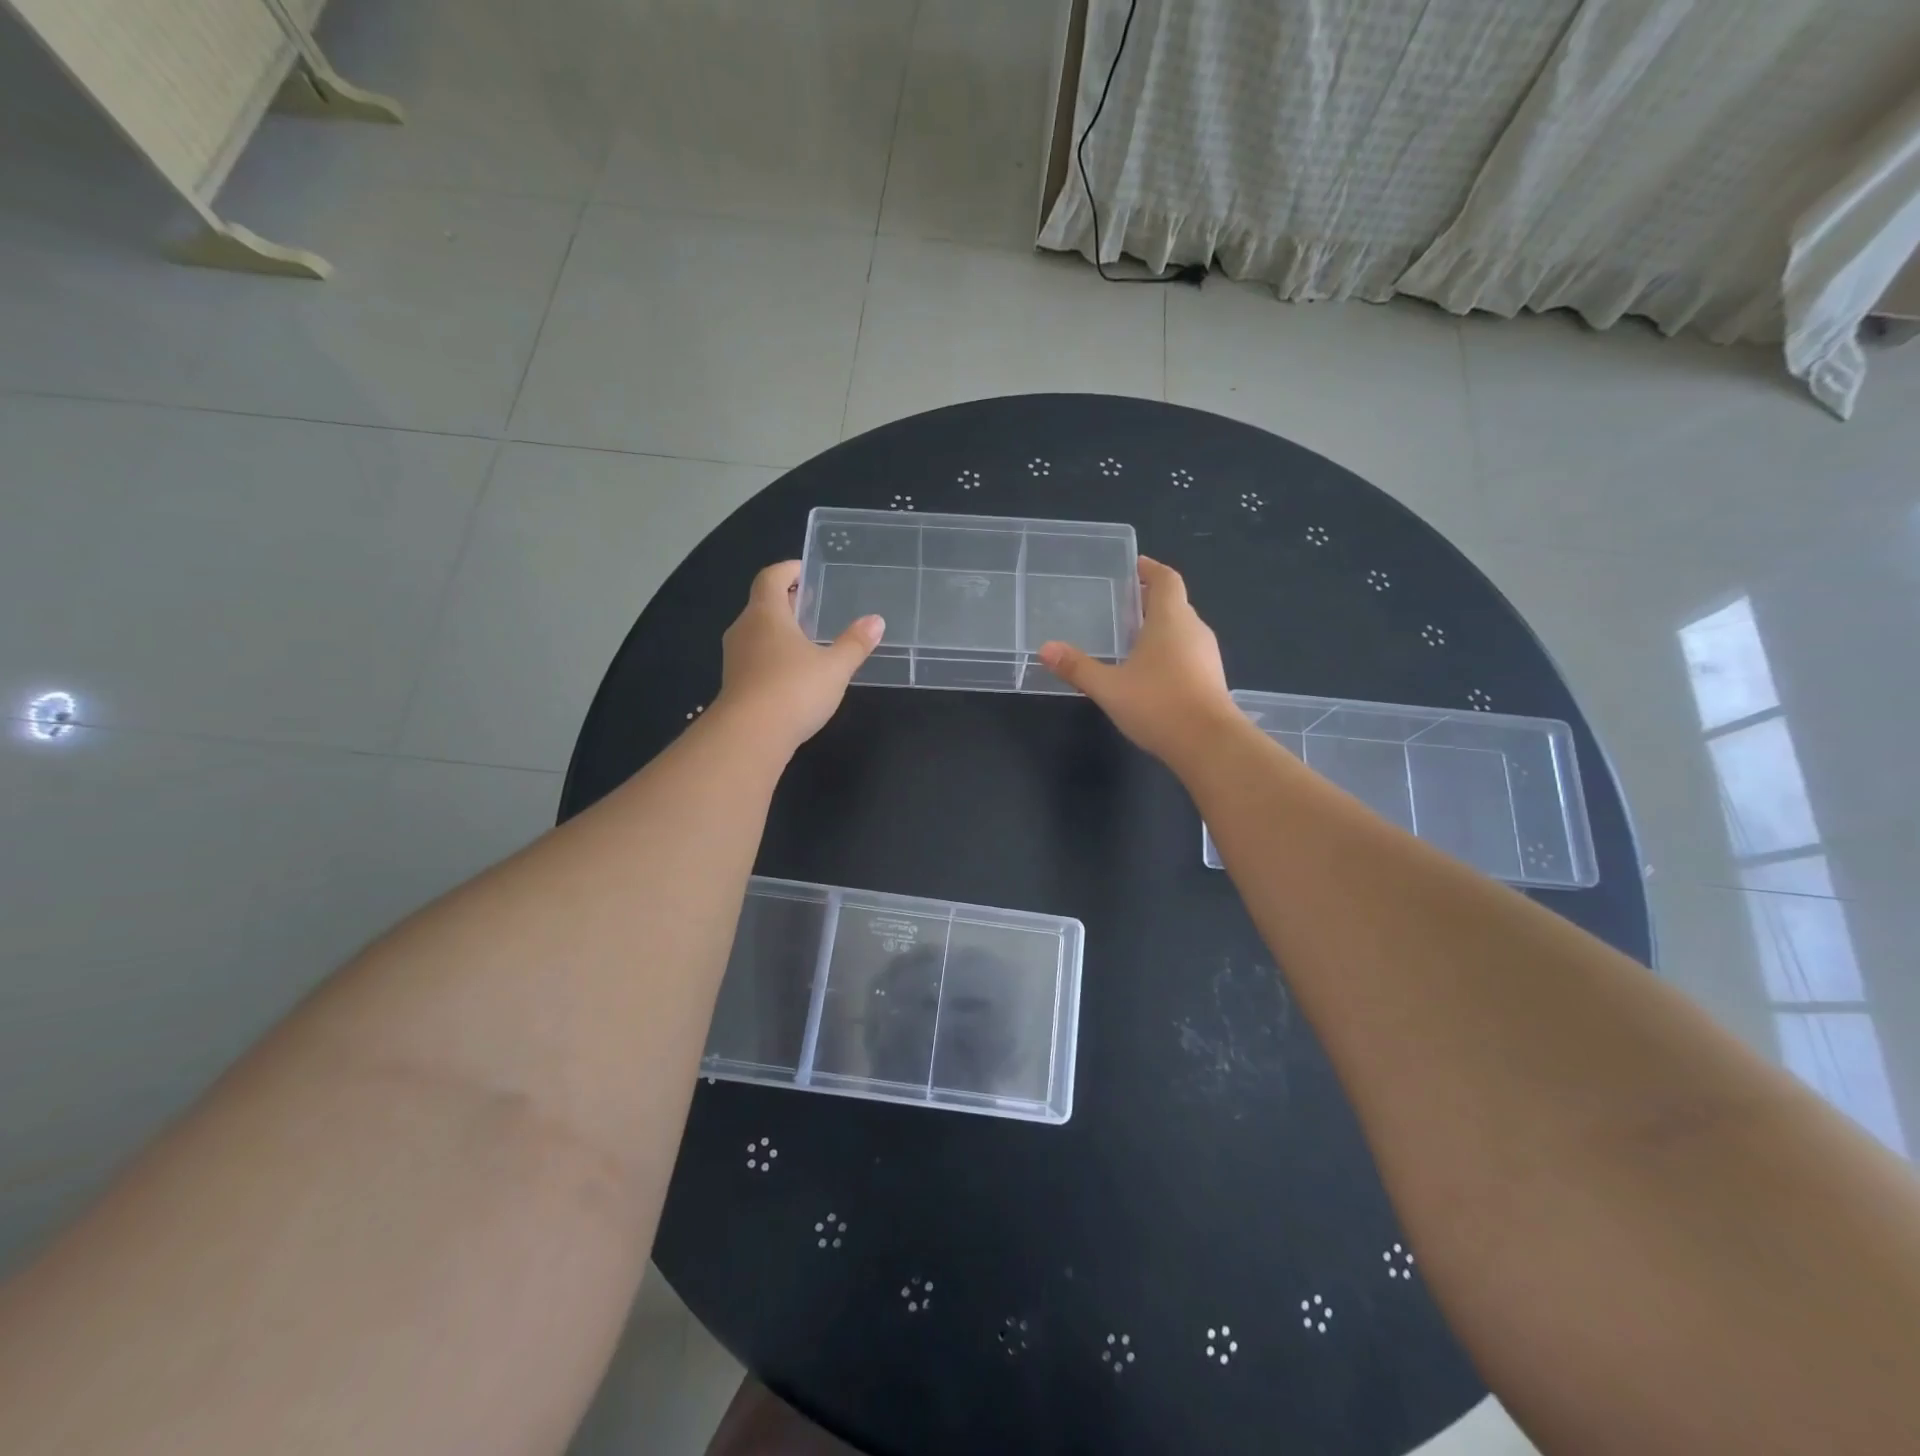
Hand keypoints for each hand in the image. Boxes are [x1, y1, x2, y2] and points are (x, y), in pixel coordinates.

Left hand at [711, 561, 882, 754]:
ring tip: (806, 637)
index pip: (771, 577)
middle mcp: (745, 629)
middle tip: (811, 603)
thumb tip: (876, 621)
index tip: (805, 570)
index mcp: (766, 614)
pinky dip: (772, 654)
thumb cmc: (794, 689)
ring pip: (757, 632)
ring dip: (778, 629)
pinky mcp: (734, 683)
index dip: (788, 570)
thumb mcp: (835, 667)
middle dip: (786, 600)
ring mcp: (735, 657)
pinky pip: (754, 657)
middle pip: (762, 603)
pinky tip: (793, 671)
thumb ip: (855, 643)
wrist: (749, 736)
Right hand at [1038, 557, 1236, 762]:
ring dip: (1160, 627)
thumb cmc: (1158, 704)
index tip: (1135, 566)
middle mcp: (1193, 630)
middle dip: (1151, 599)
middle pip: (1175, 603)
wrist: (1209, 744)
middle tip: (1123, 603)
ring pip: (1182, 629)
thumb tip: (1045, 648)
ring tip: (1132, 636)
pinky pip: (1188, 652)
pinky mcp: (1211, 679)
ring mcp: (1207, 655)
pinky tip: (1150, 670)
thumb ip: (1077, 667)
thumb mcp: (1109, 687)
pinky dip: (1169, 650)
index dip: (1151, 569)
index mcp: (1171, 619)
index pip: (1166, 580)